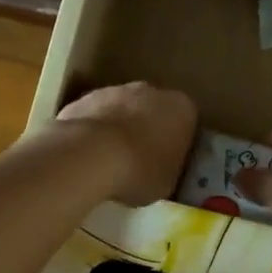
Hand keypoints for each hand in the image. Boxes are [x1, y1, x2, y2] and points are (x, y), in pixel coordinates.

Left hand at [55, 82, 197, 206]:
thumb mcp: (168, 182)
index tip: (168, 161)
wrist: (91, 155)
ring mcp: (114, 90)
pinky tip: (88, 154)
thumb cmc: (140, 170)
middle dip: (147, 129)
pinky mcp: (84, 98)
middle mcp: (151, 91)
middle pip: (153, 109)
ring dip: (119, 128)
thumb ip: (169, 167)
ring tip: (109, 160)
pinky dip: (94, 131)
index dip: (177, 142)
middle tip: (139, 160)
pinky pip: (96, 116)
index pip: (187, 122)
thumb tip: (162, 167)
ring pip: (122, 109)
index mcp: (181, 108)